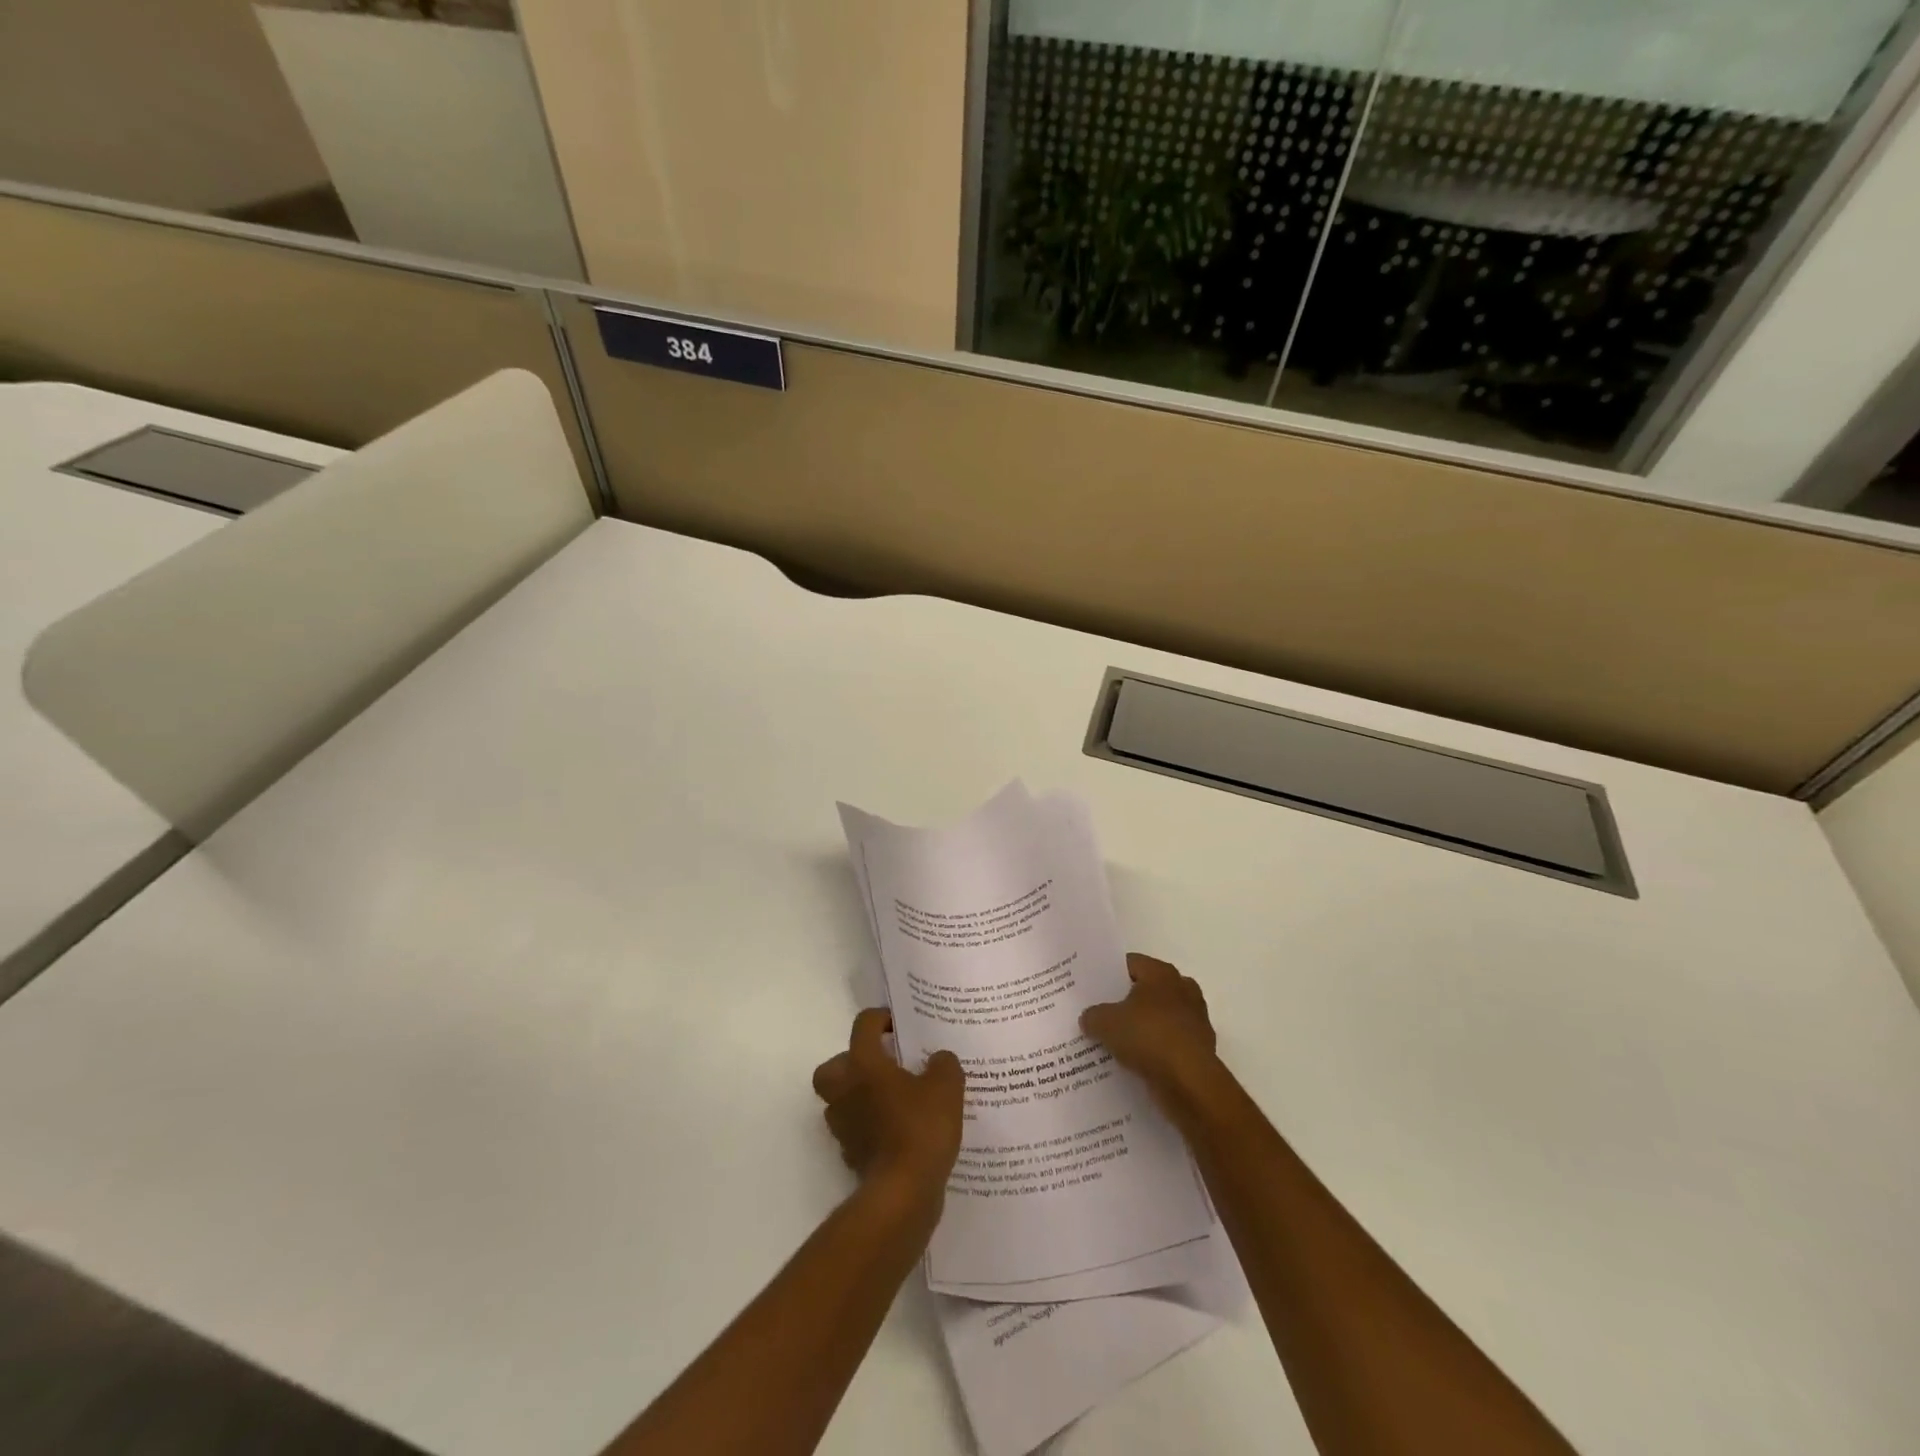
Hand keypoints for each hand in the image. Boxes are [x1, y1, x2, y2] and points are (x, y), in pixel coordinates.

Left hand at [812, 1009, 964, 1201]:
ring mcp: (844, 1125)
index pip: (864, 1025)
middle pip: (833, 1067)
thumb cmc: (920, 1127)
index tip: (900, 1026)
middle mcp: (845, 1090)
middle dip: (853, 1062)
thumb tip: (938, 1059)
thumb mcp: (946, 1086)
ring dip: (861, 1096)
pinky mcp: (851, 1155)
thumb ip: (943, 1064)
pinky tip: (898, 1130)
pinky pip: (856, 1130)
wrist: (903, 1192)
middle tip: (883, 1065)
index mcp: (863, 1064)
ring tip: (895, 1099)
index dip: (881, 1018)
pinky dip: (870, 1127)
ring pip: (841, 1100)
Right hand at [1081, 954, 1222, 1113]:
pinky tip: (1137, 1061)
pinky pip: (1170, 1042)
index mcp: (1161, 973)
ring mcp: (1195, 1019)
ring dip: (1144, 1027)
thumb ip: (1093, 1016)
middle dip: (1128, 1001)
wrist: (1189, 1082)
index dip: (1110, 974)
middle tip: (1103, 1012)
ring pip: (1161, 1017)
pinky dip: (1157, 1049)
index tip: (1093, 988)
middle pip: (1148, 990)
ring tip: (1118, 1040)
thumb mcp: (1105, 1023)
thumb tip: (1089, 1018)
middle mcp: (1183, 989)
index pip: (1131, 963)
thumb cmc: (1148, 1037)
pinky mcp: (1200, 1048)